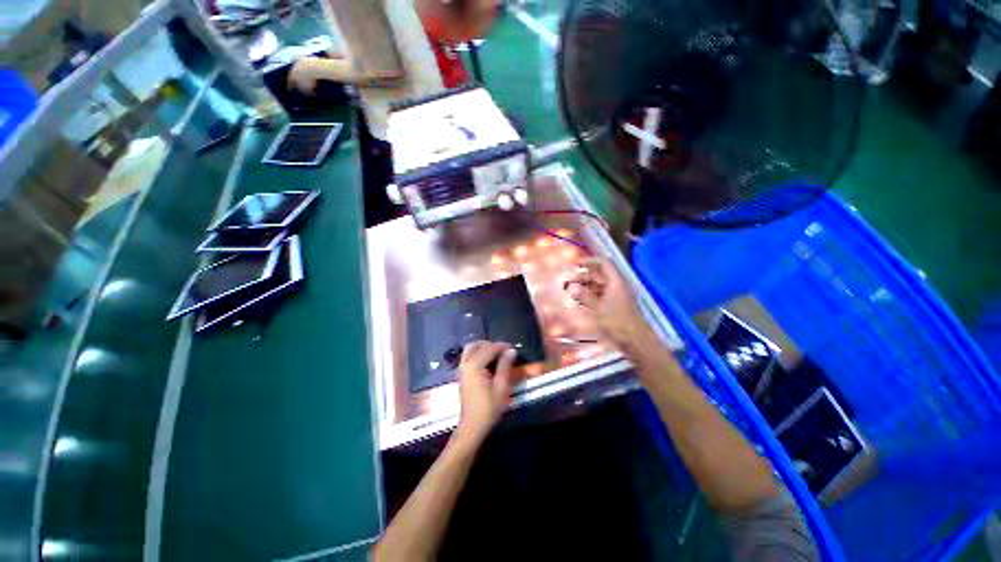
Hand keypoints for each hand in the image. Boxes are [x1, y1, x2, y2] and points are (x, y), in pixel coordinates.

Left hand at [455, 341, 515, 445]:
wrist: (472, 426)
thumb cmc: (488, 408)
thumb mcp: (501, 387)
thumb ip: (505, 366)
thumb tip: (511, 351)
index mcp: (474, 366)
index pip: (489, 348)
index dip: (502, 346)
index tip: (513, 349)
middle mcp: (465, 364)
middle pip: (476, 345)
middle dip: (490, 345)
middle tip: (503, 351)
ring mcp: (461, 369)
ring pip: (470, 349)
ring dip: (483, 348)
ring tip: (496, 354)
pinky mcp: (462, 375)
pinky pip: (468, 357)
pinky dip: (478, 354)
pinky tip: (488, 362)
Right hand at [564, 258, 648, 347]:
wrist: (636, 341)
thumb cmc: (617, 324)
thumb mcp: (597, 310)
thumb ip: (584, 297)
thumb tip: (573, 287)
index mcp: (615, 282)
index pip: (602, 263)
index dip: (588, 261)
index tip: (575, 264)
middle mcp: (618, 285)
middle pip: (600, 274)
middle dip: (584, 275)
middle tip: (570, 280)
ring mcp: (619, 295)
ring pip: (600, 285)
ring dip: (587, 285)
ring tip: (573, 291)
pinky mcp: (618, 304)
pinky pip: (602, 294)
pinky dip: (592, 294)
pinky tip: (582, 301)